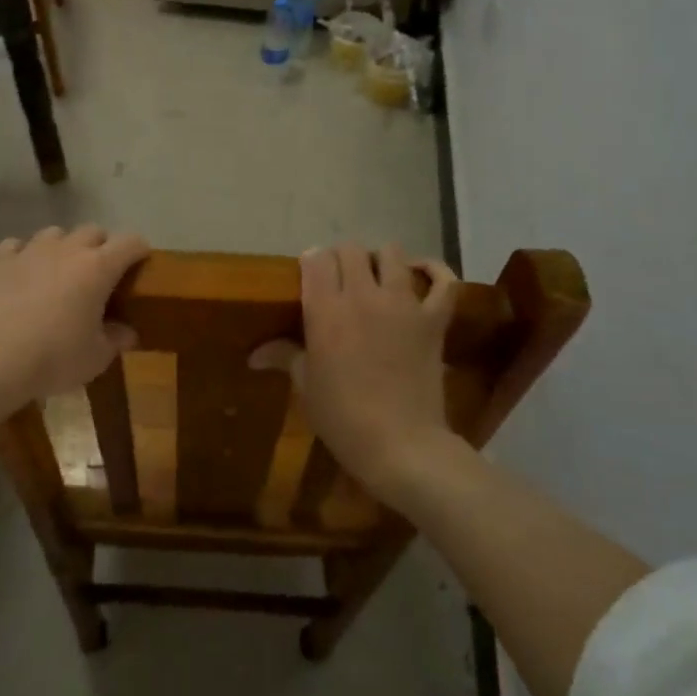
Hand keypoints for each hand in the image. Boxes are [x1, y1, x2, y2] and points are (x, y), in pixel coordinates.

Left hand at [0, 225, 149, 405]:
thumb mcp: (96, 357)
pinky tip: (22, 274)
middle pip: (94, 231)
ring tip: (59, 271)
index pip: (131, 242)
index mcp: (98, 268)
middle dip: (102, 247)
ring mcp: (30, 250)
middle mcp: (67, 249)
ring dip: (63, 247)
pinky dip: (24, 255)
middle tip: (99, 274)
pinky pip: (17, 245)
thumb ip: (116, 339)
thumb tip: (127, 332)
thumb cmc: (54, 358)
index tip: (141, 265)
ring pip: (55, 233)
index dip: (139, 251)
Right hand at [264, 243, 461, 506]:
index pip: (317, 260)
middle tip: (339, 278)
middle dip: (342, 258)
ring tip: (376, 276)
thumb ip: (284, 357)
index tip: (310, 274)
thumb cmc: (342, 417)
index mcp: (326, 310)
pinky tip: (422, 273)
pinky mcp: (433, 320)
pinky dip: (434, 271)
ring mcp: (402, 304)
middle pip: (351, 250)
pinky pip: (443, 281)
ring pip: (393, 254)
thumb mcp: (306, 386)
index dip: (312, 262)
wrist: (400, 445)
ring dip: (381, 259)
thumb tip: (253, 355)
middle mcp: (363, 296)